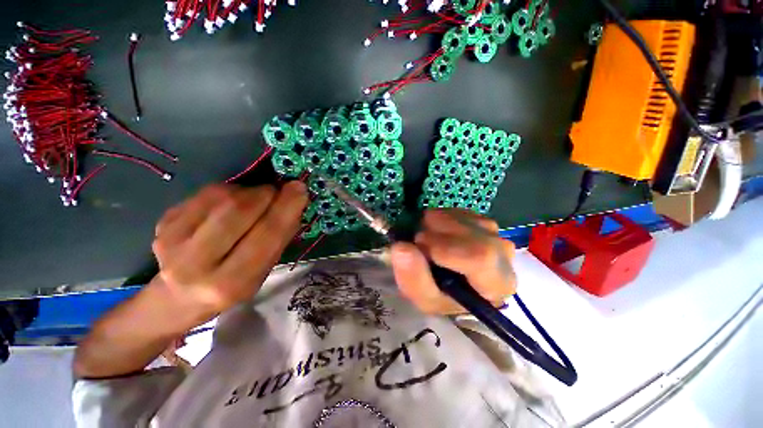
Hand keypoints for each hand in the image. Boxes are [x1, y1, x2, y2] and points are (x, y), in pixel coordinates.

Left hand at [152, 182, 307, 313]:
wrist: (180, 295)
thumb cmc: (233, 284)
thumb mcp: (263, 270)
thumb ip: (280, 237)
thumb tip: (294, 200)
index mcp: (232, 282)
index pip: (266, 235)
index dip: (286, 207)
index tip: (299, 187)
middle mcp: (195, 264)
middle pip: (237, 210)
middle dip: (265, 193)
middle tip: (277, 192)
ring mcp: (171, 240)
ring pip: (220, 196)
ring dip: (248, 192)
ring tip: (255, 201)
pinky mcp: (163, 221)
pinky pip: (205, 193)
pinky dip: (228, 192)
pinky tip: (230, 205)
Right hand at [390, 209, 515, 314]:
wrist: (454, 284)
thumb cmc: (443, 296)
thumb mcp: (424, 298)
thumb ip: (413, 277)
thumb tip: (400, 247)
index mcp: (497, 283)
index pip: (479, 257)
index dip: (443, 247)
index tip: (418, 245)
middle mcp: (503, 254)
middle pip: (470, 232)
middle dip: (435, 232)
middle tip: (418, 242)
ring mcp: (494, 232)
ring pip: (461, 218)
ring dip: (434, 225)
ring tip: (428, 241)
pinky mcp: (481, 219)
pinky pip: (456, 211)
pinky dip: (439, 218)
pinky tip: (438, 234)